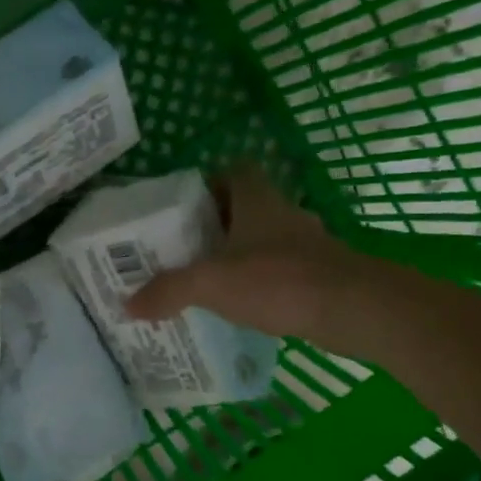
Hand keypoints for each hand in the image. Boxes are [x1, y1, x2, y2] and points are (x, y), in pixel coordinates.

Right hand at [126, 166, 357, 339]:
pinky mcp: (323, 274)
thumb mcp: (211, 283)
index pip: (235, 171)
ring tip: (212, 282)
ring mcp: (308, 244)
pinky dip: (265, 283)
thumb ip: (168, 291)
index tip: (186, 211)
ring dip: (243, 256)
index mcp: (258, 200)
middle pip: (248, 208)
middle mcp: (285, 214)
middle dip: (219, 226)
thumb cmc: (277, 280)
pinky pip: (284, 271)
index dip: (210, 184)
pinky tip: (247, 308)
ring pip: (267, 241)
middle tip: (188, 250)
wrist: (354, 309)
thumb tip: (127, 304)